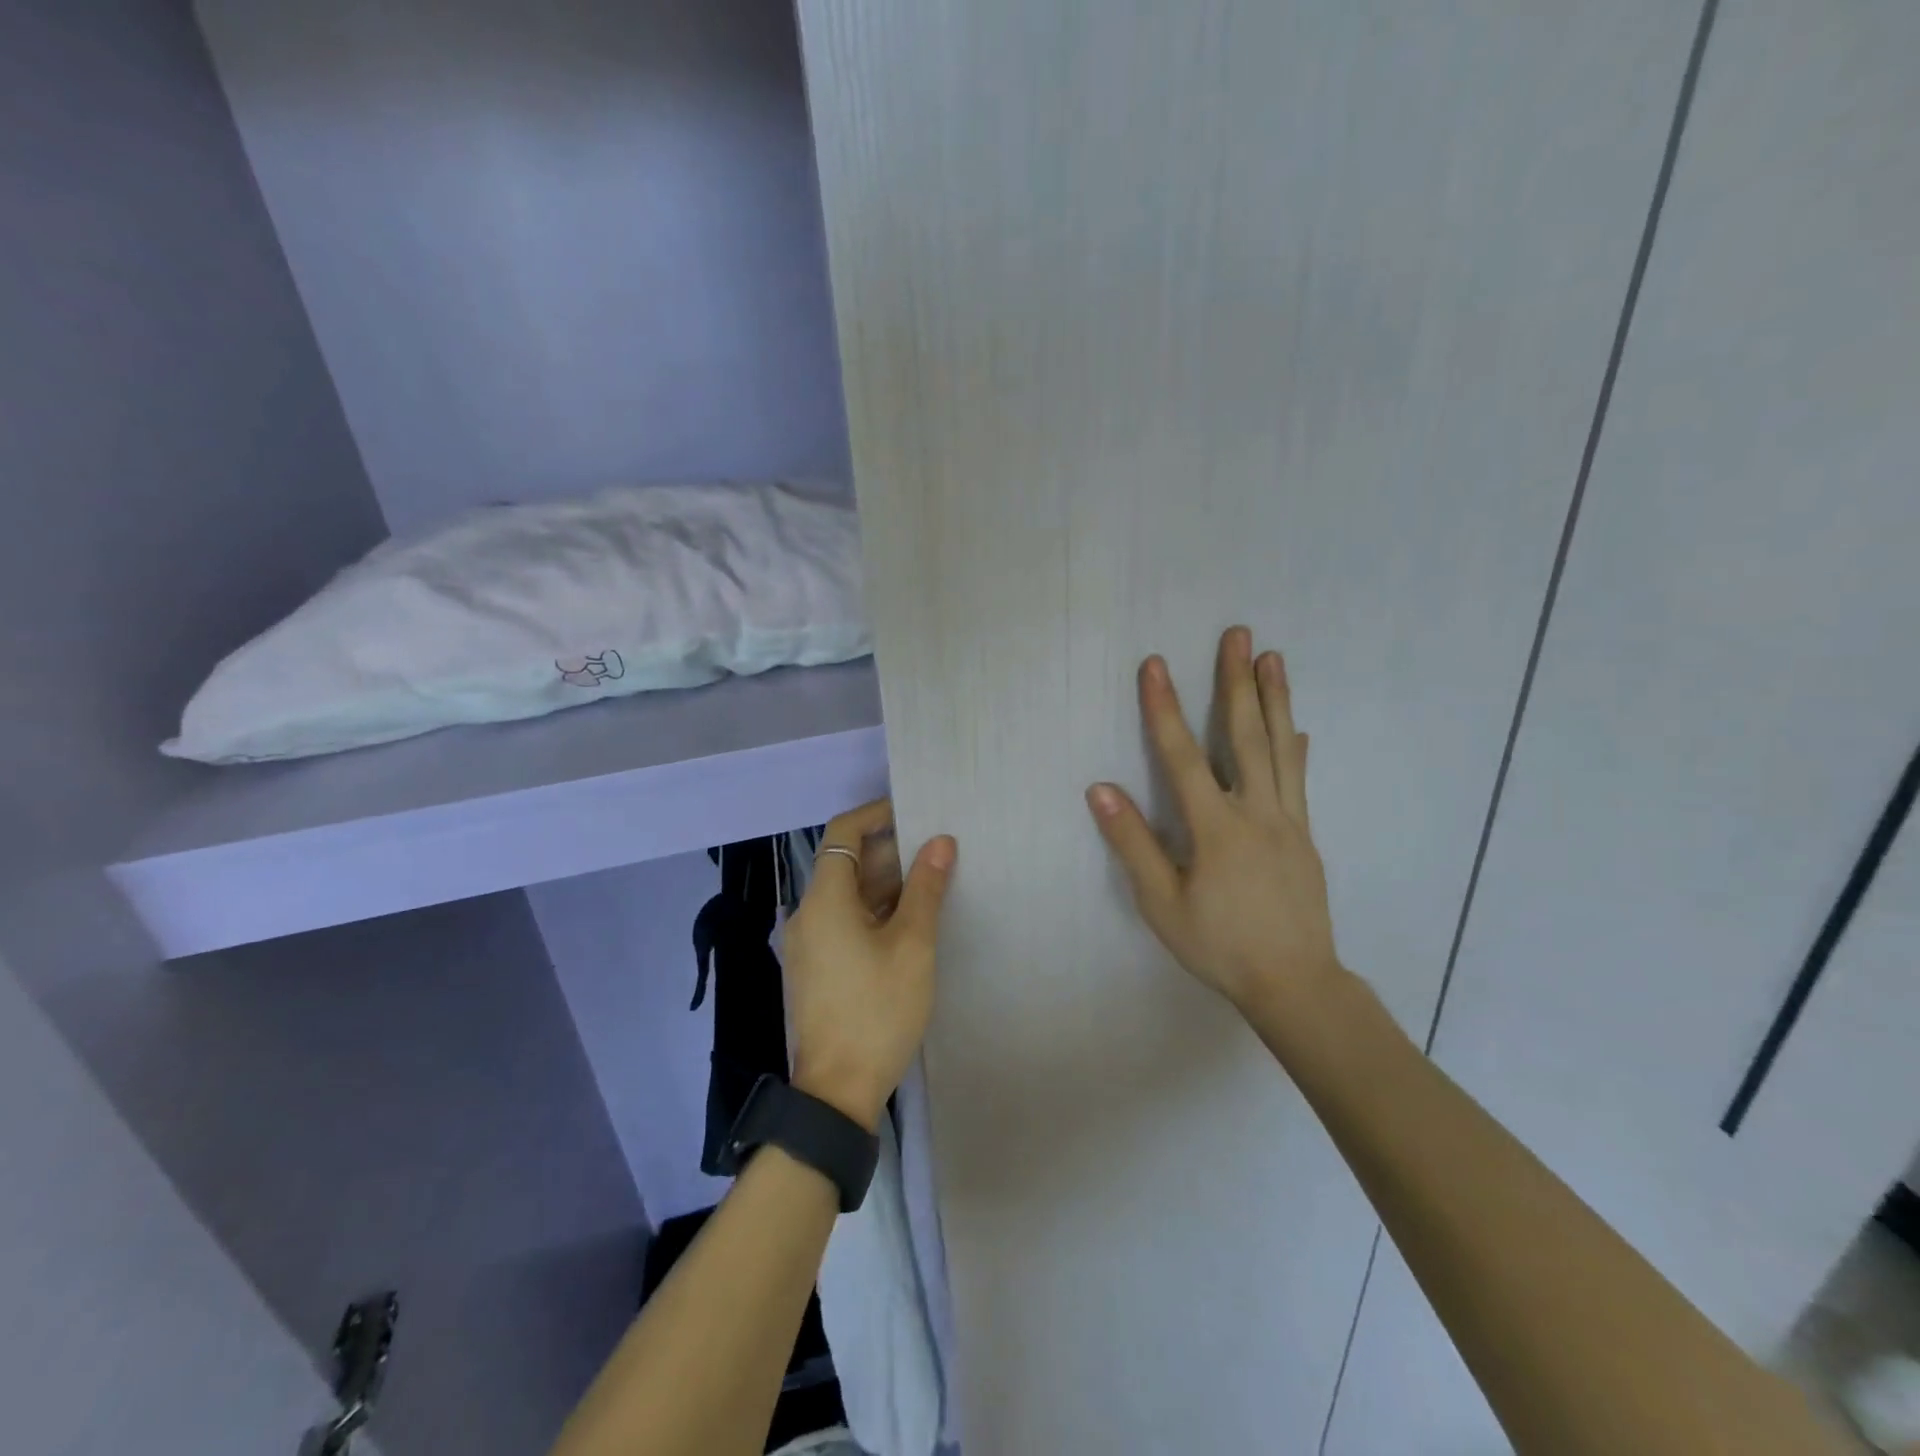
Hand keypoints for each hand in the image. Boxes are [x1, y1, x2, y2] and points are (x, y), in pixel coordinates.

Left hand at [784, 799, 956, 1130]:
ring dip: (888, 884)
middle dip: (892, 851)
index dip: (877, 814)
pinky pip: (847, 922)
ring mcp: (811, 943)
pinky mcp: (819, 967)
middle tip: (939, 848)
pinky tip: (913, 921)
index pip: (843, 832)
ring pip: (851, 895)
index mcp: (825, 899)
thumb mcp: (912, 945)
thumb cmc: (877, 1010)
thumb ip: (925, 888)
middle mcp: (809, 914)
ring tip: (935, 880)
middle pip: (849, 864)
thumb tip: (940, 842)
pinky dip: (877, 911)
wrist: (837, 1091)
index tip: (915, 810)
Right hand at [1086, 627, 1341, 1021]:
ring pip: (1281, 749)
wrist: (1296, 983)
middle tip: (1239, 634)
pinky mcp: (1305, 836)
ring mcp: (1287, 821)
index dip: (1165, 708)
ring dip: (1276, 699)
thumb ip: (1134, 845)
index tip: (1155, 665)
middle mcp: (1256, 812)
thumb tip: (1101, 790)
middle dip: (1237, 681)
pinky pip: (1299, 780)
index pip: (1182, 755)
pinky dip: (1296, 748)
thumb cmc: (1219, 946)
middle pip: (1245, 735)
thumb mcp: (1162, 904)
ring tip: (1273, 658)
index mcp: (1216, 828)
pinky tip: (1299, 729)